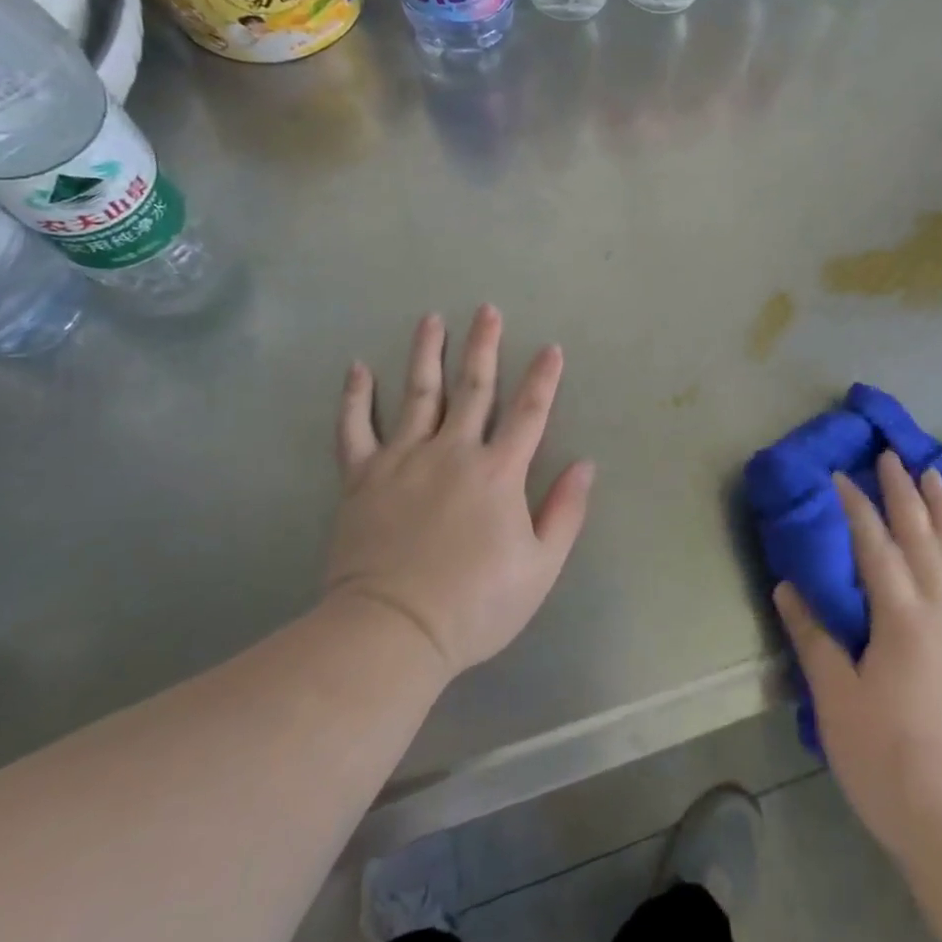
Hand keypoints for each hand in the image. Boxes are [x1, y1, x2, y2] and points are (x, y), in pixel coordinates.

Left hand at [328, 306, 593, 680]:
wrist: (393, 631)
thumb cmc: (475, 604)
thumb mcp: (540, 567)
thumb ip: (565, 512)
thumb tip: (585, 464)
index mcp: (498, 472)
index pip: (528, 413)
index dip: (543, 379)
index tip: (551, 348)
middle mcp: (453, 452)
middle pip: (473, 388)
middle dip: (484, 346)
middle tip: (487, 310)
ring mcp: (404, 459)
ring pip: (418, 393)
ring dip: (427, 353)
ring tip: (431, 319)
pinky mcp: (363, 477)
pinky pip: (355, 428)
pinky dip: (356, 397)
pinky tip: (358, 368)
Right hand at [774, 451, 941, 868]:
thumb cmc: (894, 766)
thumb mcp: (838, 703)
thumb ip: (813, 638)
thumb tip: (786, 586)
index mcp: (902, 616)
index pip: (873, 544)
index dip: (854, 505)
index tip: (839, 474)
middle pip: (921, 537)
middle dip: (902, 492)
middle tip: (890, 455)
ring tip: (934, 476)